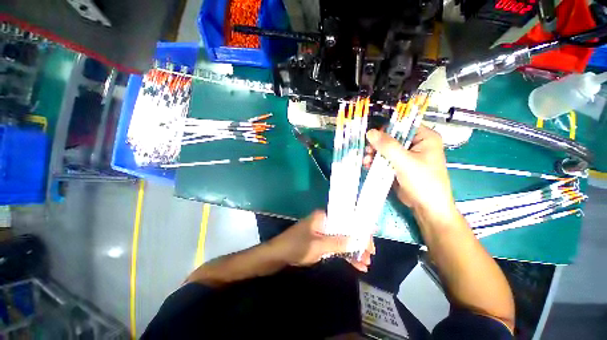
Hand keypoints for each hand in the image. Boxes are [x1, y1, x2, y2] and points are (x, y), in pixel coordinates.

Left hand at [268, 210, 374, 271]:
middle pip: (346, 230)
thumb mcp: (318, 245)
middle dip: (358, 242)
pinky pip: (335, 246)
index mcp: (324, 217)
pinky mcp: (320, 242)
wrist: (277, 255)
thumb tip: (358, 240)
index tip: (370, 240)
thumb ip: (338, 243)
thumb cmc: (296, 246)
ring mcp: (323, 233)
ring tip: (365, 263)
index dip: (360, 229)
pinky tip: (355, 264)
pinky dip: (344, 254)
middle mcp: (325, 222)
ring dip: (353, 250)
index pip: (346, 219)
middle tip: (370, 255)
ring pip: (342, 239)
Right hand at [365, 126, 455, 217]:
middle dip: (377, 144)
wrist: (426, 207)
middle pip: (392, 138)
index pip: (403, 125)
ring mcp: (407, 155)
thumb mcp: (405, 162)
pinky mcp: (399, 165)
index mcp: (425, 138)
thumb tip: (370, 132)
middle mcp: (416, 144)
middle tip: (367, 151)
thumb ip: (387, 146)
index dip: (386, 129)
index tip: (371, 136)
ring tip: (366, 160)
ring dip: (374, 154)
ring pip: (386, 149)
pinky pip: (385, 159)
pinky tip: (368, 165)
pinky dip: (376, 161)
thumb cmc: (423, 182)